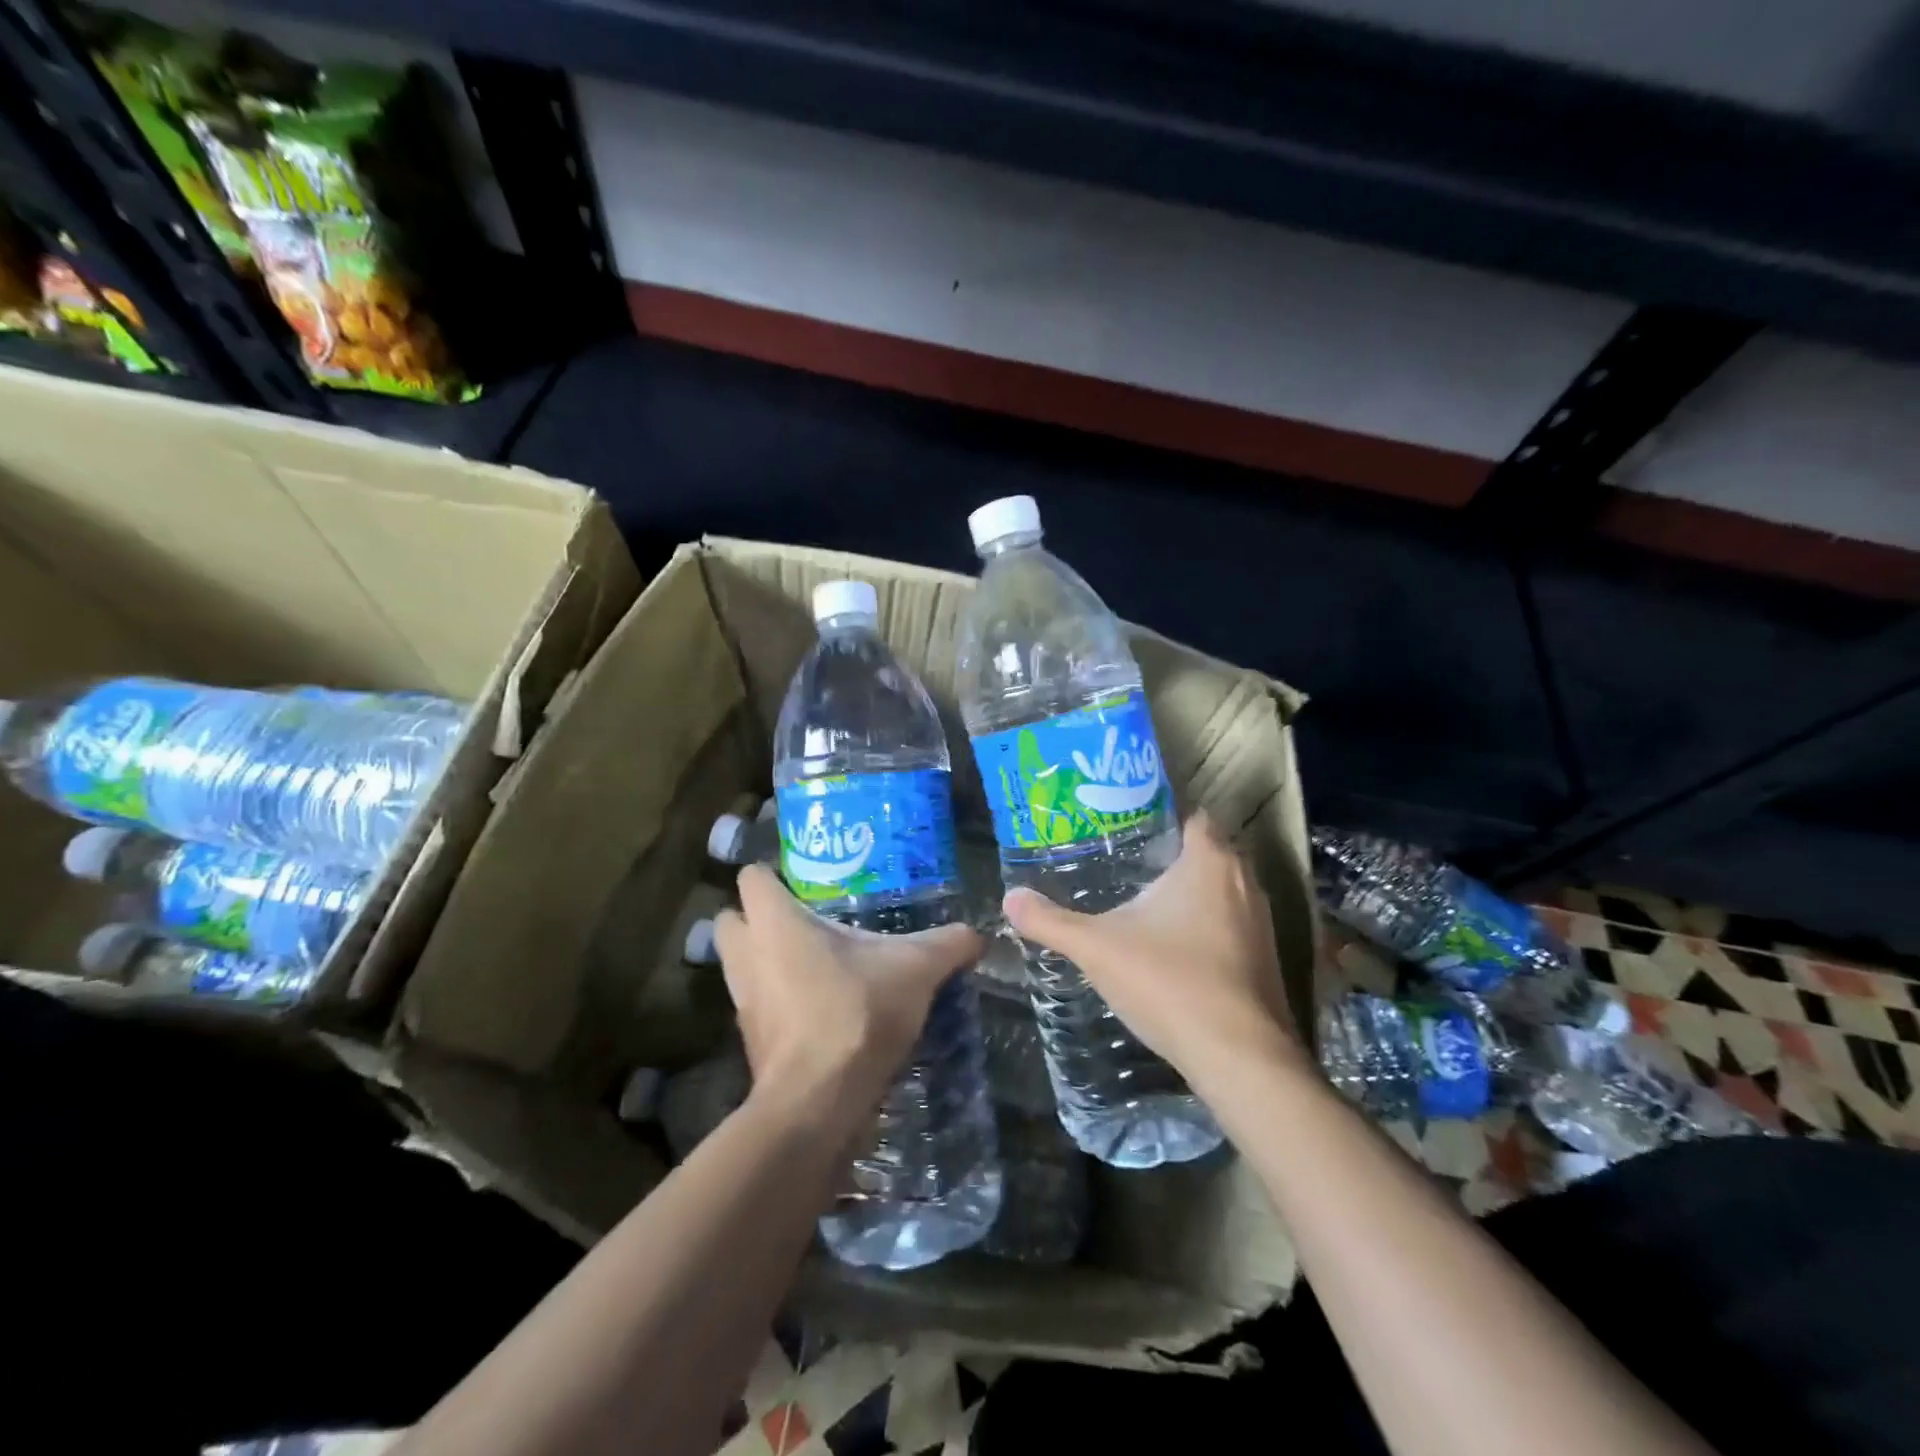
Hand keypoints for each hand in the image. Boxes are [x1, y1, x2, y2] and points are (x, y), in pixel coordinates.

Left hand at [713, 866, 983, 1119]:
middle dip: (755, 917)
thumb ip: (948, 945)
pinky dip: (778, 1002)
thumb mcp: (916, 970)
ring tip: (813, 963)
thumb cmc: (856, 1014)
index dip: (772, 875)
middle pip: (730, 920)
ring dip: (764, 961)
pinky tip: (818, 1008)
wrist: (819, 1104)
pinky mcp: (751, 1042)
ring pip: (738, 965)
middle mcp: (748, 957)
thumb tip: (979, 934)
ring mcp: (743, 1003)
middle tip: (802, 920)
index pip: (751, 878)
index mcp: (775, 924)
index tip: (804, 882)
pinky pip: (756, 1007)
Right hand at [1002, 813, 1304, 1088]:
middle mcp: (1245, 882)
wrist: (1239, 1058)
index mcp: (1209, 862)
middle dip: (1170, 856)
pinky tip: (1173, 948)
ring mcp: (1262, 923)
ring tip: (1143, 903)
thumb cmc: (1169, 982)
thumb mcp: (1096, 948)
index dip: (1162, 816)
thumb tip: (1010, 898)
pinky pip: (1231, 926)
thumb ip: (1051, 921)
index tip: (1126, 825)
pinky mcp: (1266, 961)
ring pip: (1222, 892)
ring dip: (1191, 894)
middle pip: (1207, 853)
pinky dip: (1206, 927)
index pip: (1193, 817)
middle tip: (1123, 862)